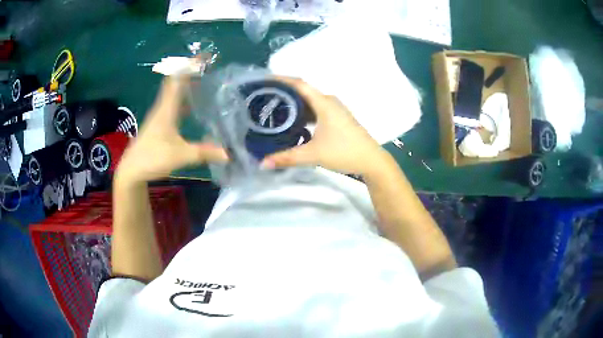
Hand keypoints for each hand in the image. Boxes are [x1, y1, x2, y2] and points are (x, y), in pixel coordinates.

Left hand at [116, 76, 227, 184]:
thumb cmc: (152, 158)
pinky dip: (183, 98)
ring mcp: (159, 115)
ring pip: (174, 92)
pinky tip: (192, 105)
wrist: (132, 170)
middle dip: (190, 70)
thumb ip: (204, 153)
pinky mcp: (158, 124)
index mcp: (167, 108)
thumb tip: (229, 153)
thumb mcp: (180, 155)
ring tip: (204, 80)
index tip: (205, 56)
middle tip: (208, 65)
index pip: (178, 79)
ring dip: (187, 83)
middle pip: (175, 82)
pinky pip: (172, 104)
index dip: (190, 65)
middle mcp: (162, 107)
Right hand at [261, 77, 388, 175]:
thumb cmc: (344, 152)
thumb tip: (263, 163)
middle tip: (263, 98)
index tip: (264, 81)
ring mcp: (335, 110)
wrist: (371, 160)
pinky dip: (302, 112)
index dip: (281, 79)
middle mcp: (329, 101)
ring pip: (309, 101)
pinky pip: (315, 109)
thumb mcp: (313, 155)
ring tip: (273, 109)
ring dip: (293, 103)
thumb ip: (287, 158)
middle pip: (303, 91)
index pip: (299, 84)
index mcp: (324, 103)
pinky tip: (293, 122)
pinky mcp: (337, 118)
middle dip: (283, 92)